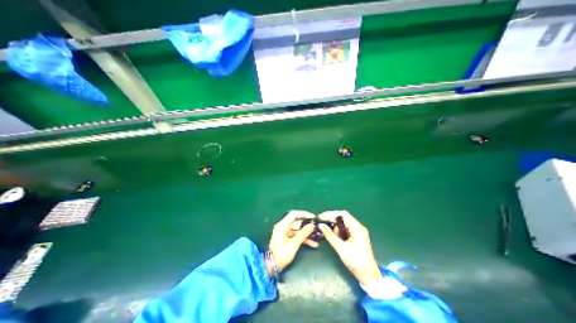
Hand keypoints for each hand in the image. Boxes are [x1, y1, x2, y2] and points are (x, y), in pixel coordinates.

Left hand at [268, 211, 316, 273]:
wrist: (272, 267)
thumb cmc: (281, 255)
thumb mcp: (293, 244)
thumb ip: (303, 233)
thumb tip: (312, 225)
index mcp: (282, 225)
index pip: (293, 214)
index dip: (304, 214)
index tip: (313, 217)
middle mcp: (283, 227)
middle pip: (297, 222)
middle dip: (307, 225)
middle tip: (317, 228)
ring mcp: (285, 233)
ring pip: (298, 230)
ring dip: (307, 233)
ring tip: (317, 236)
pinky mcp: (287, 238)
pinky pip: (297, 235)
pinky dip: (304, 239)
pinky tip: (313, 244)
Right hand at [317, 211, 380, 283]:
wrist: (369, 276)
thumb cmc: (356, 262)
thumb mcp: (341, 248)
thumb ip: (330, 235)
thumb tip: (321, 225)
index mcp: (357, 228)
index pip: (343, 215)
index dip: (331, 214)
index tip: (321, 217)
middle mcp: (359, 227)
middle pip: (343, 217)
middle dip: (332, 219)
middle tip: (322, 223)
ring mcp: (358, 231)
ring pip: (344, 223)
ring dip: (335, 226)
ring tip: (329, 233)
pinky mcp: (357, 236)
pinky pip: (346, 229)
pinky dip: (339, 230)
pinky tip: (334, 236)